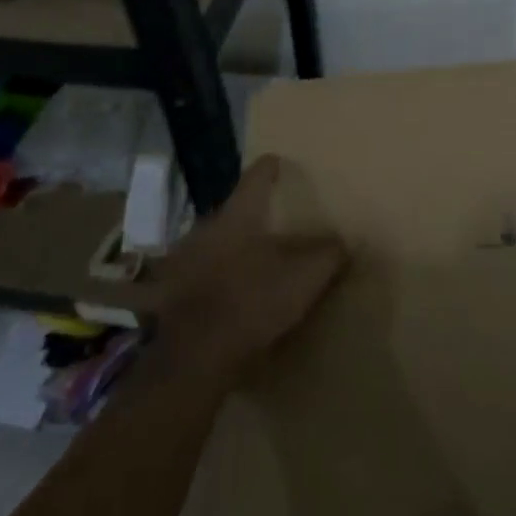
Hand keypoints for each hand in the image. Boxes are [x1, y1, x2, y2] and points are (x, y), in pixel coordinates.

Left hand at [155, 155, 347, 382]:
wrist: (195, 353)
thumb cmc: (252, 300)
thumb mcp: (305, 277)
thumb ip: (327, 254)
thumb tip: (343, 241)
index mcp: (239, 213)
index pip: (256, 176)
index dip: (271, 167)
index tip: (279, 162)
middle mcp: (207, 226)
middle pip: (234, 210)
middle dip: (253, 215)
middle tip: (274, 223)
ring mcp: (185, 257)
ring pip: (214, 241)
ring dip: (231, 247)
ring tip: (251, 260)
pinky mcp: (172, 291)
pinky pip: (199, 273)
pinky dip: (213, 277)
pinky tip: (226, 292)